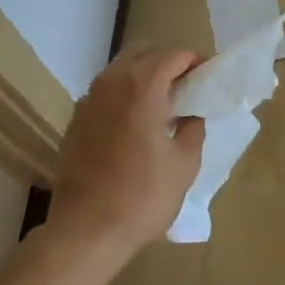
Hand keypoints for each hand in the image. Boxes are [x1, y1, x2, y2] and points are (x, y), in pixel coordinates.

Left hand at [46, 46, 205, 269]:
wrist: (85, 231)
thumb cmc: (142, 196)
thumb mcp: (184, 164)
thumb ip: (193, 128)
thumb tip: (192, 114)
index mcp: (143, 86)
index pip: (174, 55)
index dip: (194, 61)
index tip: (208, 77)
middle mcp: (112, 82)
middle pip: (145, 53)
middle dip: (168, 62)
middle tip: (187, 86)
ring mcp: (89, 99)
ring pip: (121, 68)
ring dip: (144, 75)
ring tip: (163, 103)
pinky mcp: (76, 118)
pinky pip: (105, 90)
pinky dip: (124, 93)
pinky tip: (135, 121)